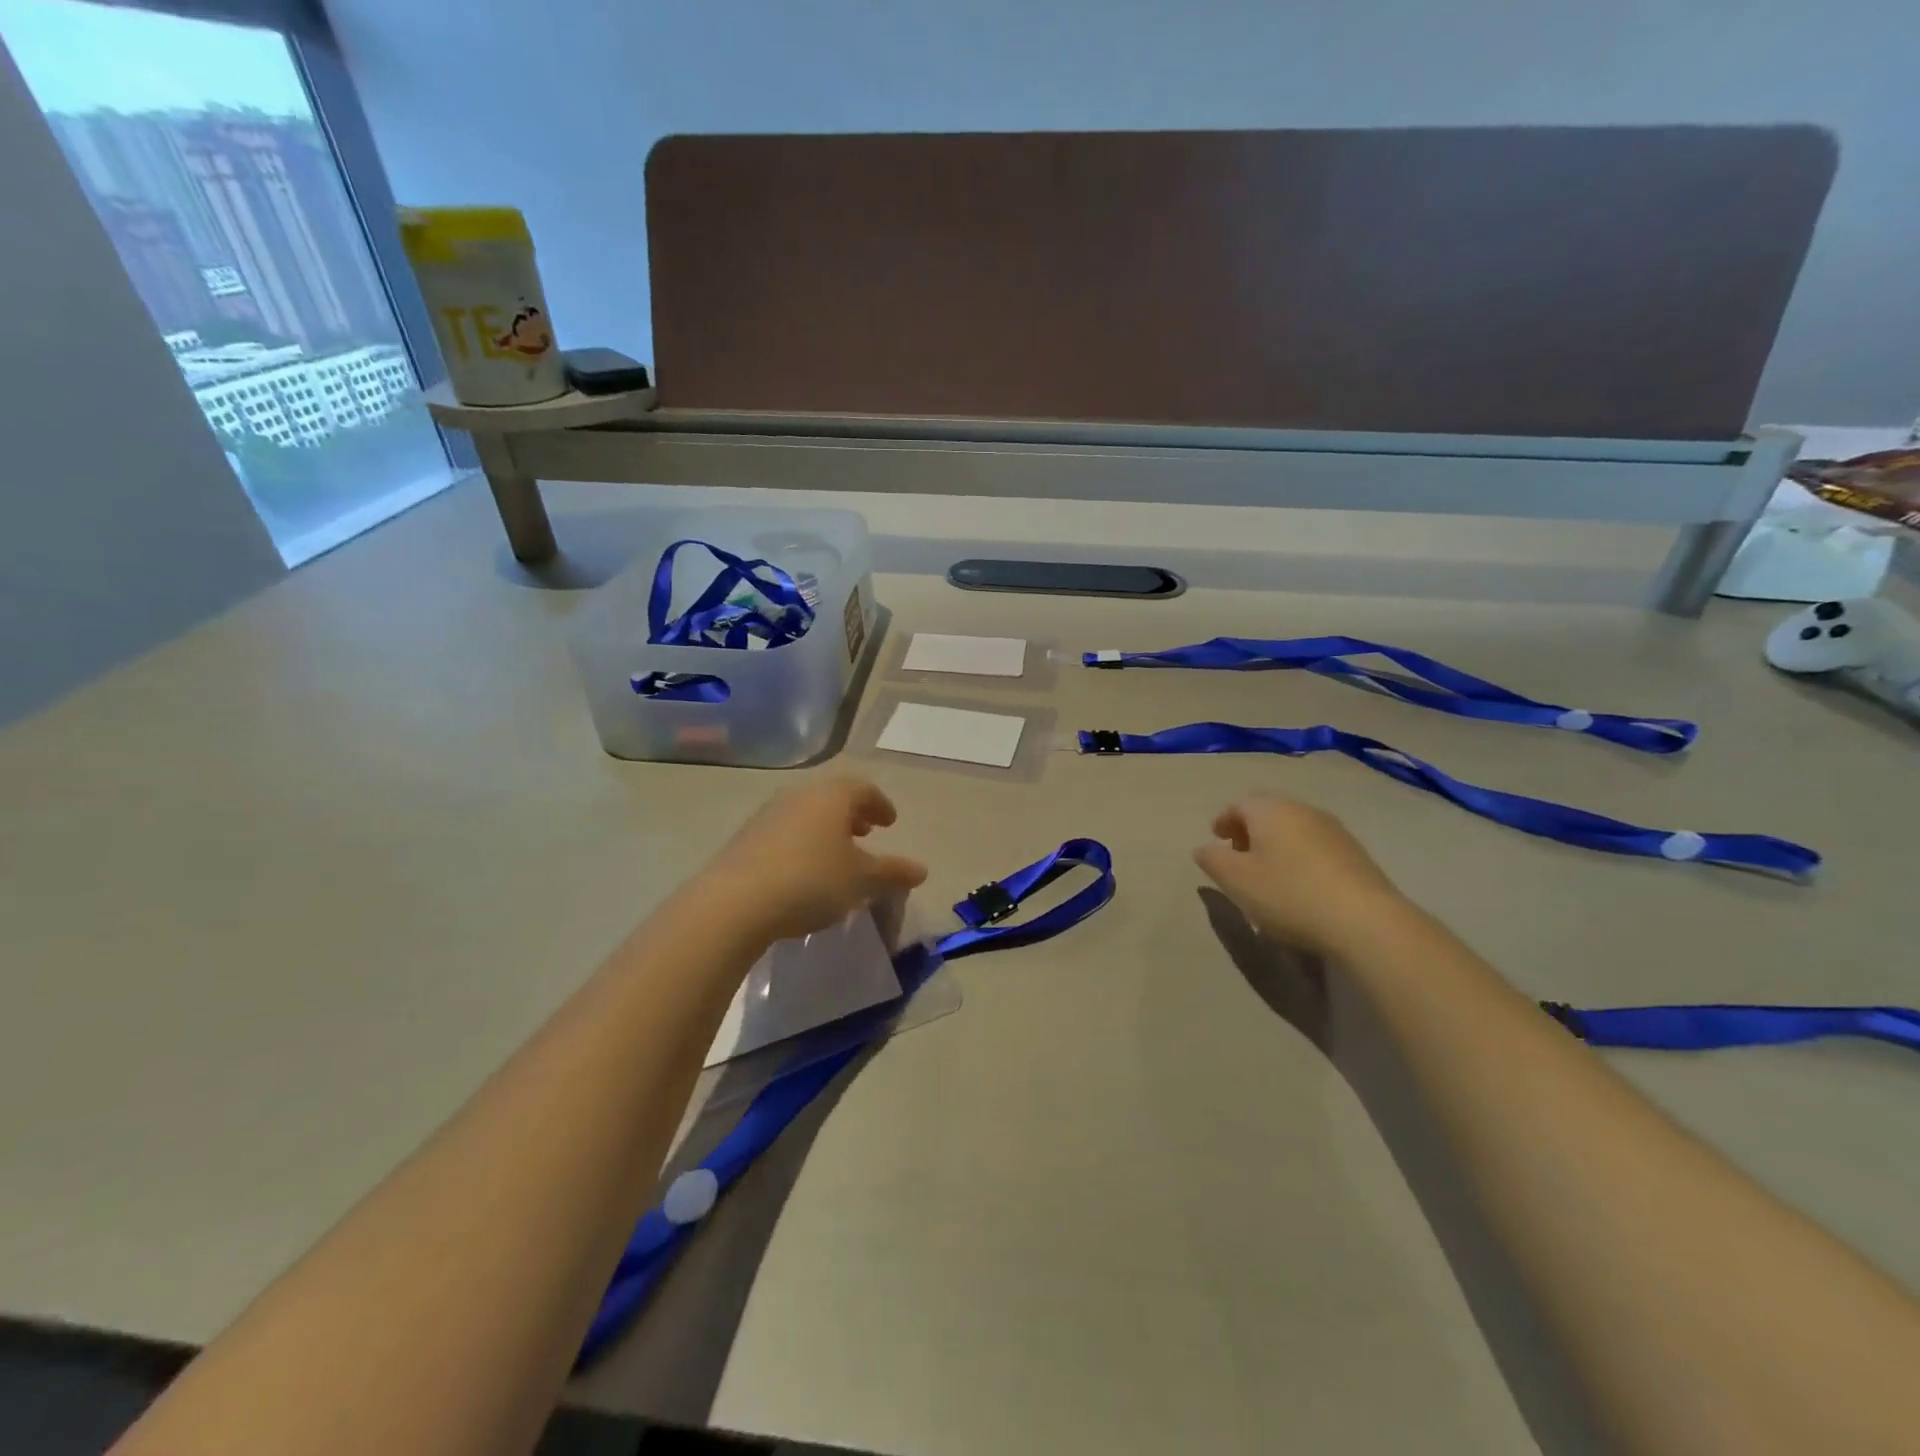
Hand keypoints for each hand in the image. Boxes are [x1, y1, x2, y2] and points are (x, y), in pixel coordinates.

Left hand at [696, 778, 927, 944]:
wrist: (734, 903)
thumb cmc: (811, 882)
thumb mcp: (862, 881)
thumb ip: (893, 873)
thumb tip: (921, 870)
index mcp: (832, 797)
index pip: (863, 789)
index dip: (880, 805)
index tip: (890, 823)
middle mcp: (799, 796)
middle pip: (832, 798)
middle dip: (853, 815)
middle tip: (867, 834)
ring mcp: (767, 815)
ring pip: (806, 815)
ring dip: (826, 831)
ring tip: (836, 855)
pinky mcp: (745, 839)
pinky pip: (784, 833)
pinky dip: (802, 844)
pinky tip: (803, 872)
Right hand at [1195, 795, 1408, 954]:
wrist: (1366, 922)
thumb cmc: (1288, 894)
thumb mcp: (1235, 880)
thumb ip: (1212, 860)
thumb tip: (1204, 848)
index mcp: (1271, 810)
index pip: (1239, 804)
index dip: (1224, 820)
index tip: (1216, 840)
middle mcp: (1303, 810)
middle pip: (1269, 813)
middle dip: (1250, 831)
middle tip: (1238, 856)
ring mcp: (1335, 831)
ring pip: (1294, 830)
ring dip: (1276, 846)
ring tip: (1267, 875)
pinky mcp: (1357, 855)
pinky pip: (1316, 848)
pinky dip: (1299, 859)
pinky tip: (1299, 887)